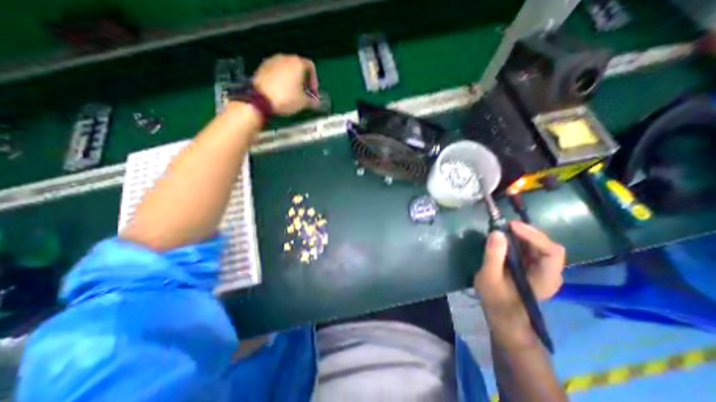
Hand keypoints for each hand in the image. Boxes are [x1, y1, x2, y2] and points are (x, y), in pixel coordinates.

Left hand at [251, 53, 317, 113]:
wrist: (260, 100)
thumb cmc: (286, 98)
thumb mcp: (304, 103)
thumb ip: (313, 101)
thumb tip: (316, 103)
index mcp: (297, 63)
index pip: (311, 67)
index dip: (315, 81)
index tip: (313, 93)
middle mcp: (285, 58)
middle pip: (298, 67)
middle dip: (303, 81)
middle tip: (304, 95)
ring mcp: (272, 61)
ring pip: (287, 69)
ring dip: (292, 80)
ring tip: (292, 94)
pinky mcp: (262, 67)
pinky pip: (277, 72)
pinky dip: (281, 80)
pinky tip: (281, 92)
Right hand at [475, 223, 568, 339]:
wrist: (503, 318)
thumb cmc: (496, 300)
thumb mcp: (489, 277)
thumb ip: (493, 255)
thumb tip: (497, 232)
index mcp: (546, 278)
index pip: (551, 251)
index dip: (533, 235)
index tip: (510, 226)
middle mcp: (550, 272)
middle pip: (546, 245)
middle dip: (526, 232)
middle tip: (504, 225)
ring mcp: (542, 270)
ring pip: (539, 245)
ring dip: (522, 235)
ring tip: (503, 229)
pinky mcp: (532, 268)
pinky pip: (530, 249)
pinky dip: (518, 240)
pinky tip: (505, 239)